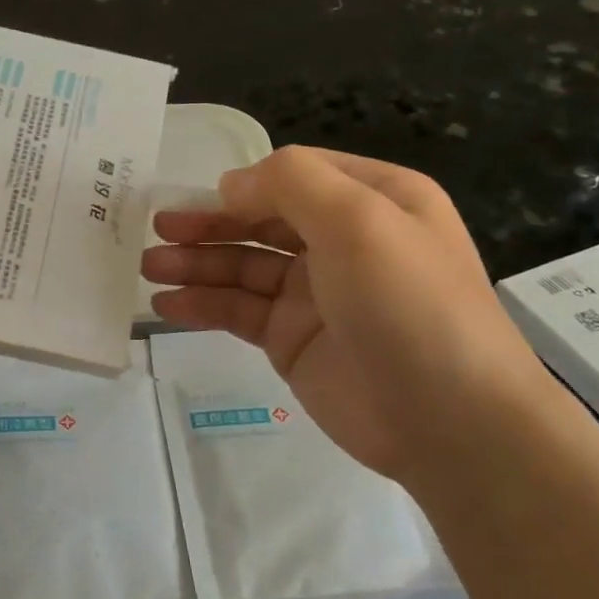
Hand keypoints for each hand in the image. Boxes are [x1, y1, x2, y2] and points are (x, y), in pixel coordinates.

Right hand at [141, 147, 553, 484]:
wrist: (451, 423)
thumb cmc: (409, 304)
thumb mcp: (359, 220)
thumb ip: (291, 183)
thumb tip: (232, 185)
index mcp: (373, 200)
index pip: (295, 175)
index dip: (245, 183)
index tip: (201, 198)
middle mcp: (342, 241)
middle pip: (261, 220)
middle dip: (208, 222)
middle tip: (157, 230)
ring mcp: (314, 293)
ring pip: (242, 266)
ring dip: (195, 263)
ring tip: (147, 267)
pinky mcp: (292, 339)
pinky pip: (238, 311)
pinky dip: (201, 304)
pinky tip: (165, 304)